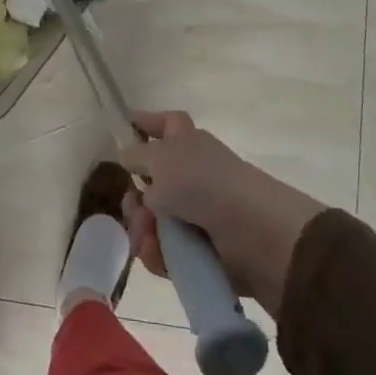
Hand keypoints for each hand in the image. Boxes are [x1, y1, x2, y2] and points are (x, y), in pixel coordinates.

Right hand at [120, 111, 325, 316]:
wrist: (251, 232)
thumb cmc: (203, 182)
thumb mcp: (161, 157)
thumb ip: (137, 155)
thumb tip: (128, 155)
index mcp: (188, 142)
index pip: (165, 124)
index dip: (146, 123)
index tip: (124, 129)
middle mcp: (192, 174)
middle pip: (150, 181)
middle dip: (134, 196)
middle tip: (133, 204)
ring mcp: (195, 213)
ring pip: (152, 219)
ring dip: (143, 227)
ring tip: (146, 234)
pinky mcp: (198, 249)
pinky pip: (164, 249)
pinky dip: (157, 251)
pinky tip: (155, 251)